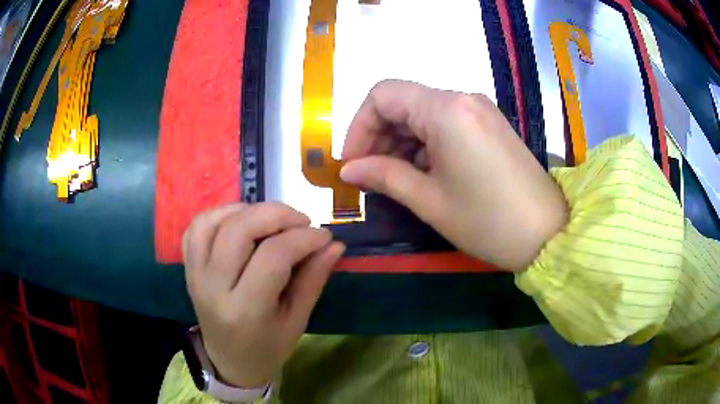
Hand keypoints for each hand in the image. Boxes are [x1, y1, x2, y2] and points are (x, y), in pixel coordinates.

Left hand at [182, 203, 344, 387]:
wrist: (229, 361)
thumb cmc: (268, 347)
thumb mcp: (297, 320)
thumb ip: (314, 279)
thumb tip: (334, 244)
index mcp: (245, 310)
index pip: (273, 256)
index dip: (303, 238)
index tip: (324, 235)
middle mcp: (213, 287)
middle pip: (238, 230)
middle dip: (275, 214)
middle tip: (301, 221)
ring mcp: (194, 274)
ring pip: (212, 222)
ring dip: (246, 210)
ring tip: (271, 219)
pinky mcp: (187, 267)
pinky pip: (196, 228)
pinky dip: (219, 214)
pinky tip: (241, 221)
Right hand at [340, 80, 566, 270]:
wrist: (548, 234)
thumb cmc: (487, 221)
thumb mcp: (429, 200)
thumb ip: (384, 176)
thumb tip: (349, 168)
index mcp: (446, 109)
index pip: (382, 95)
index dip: (359, 126)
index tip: (353, 162)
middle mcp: (462, 98)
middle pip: (403, 102)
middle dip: (379, 136)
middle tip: (370, 176)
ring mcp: (478, 110)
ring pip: (422, 114)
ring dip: (401, 143)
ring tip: (396, 180)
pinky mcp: (489, 124)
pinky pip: (445, 123)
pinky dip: (425, 144)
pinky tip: (424, 173)